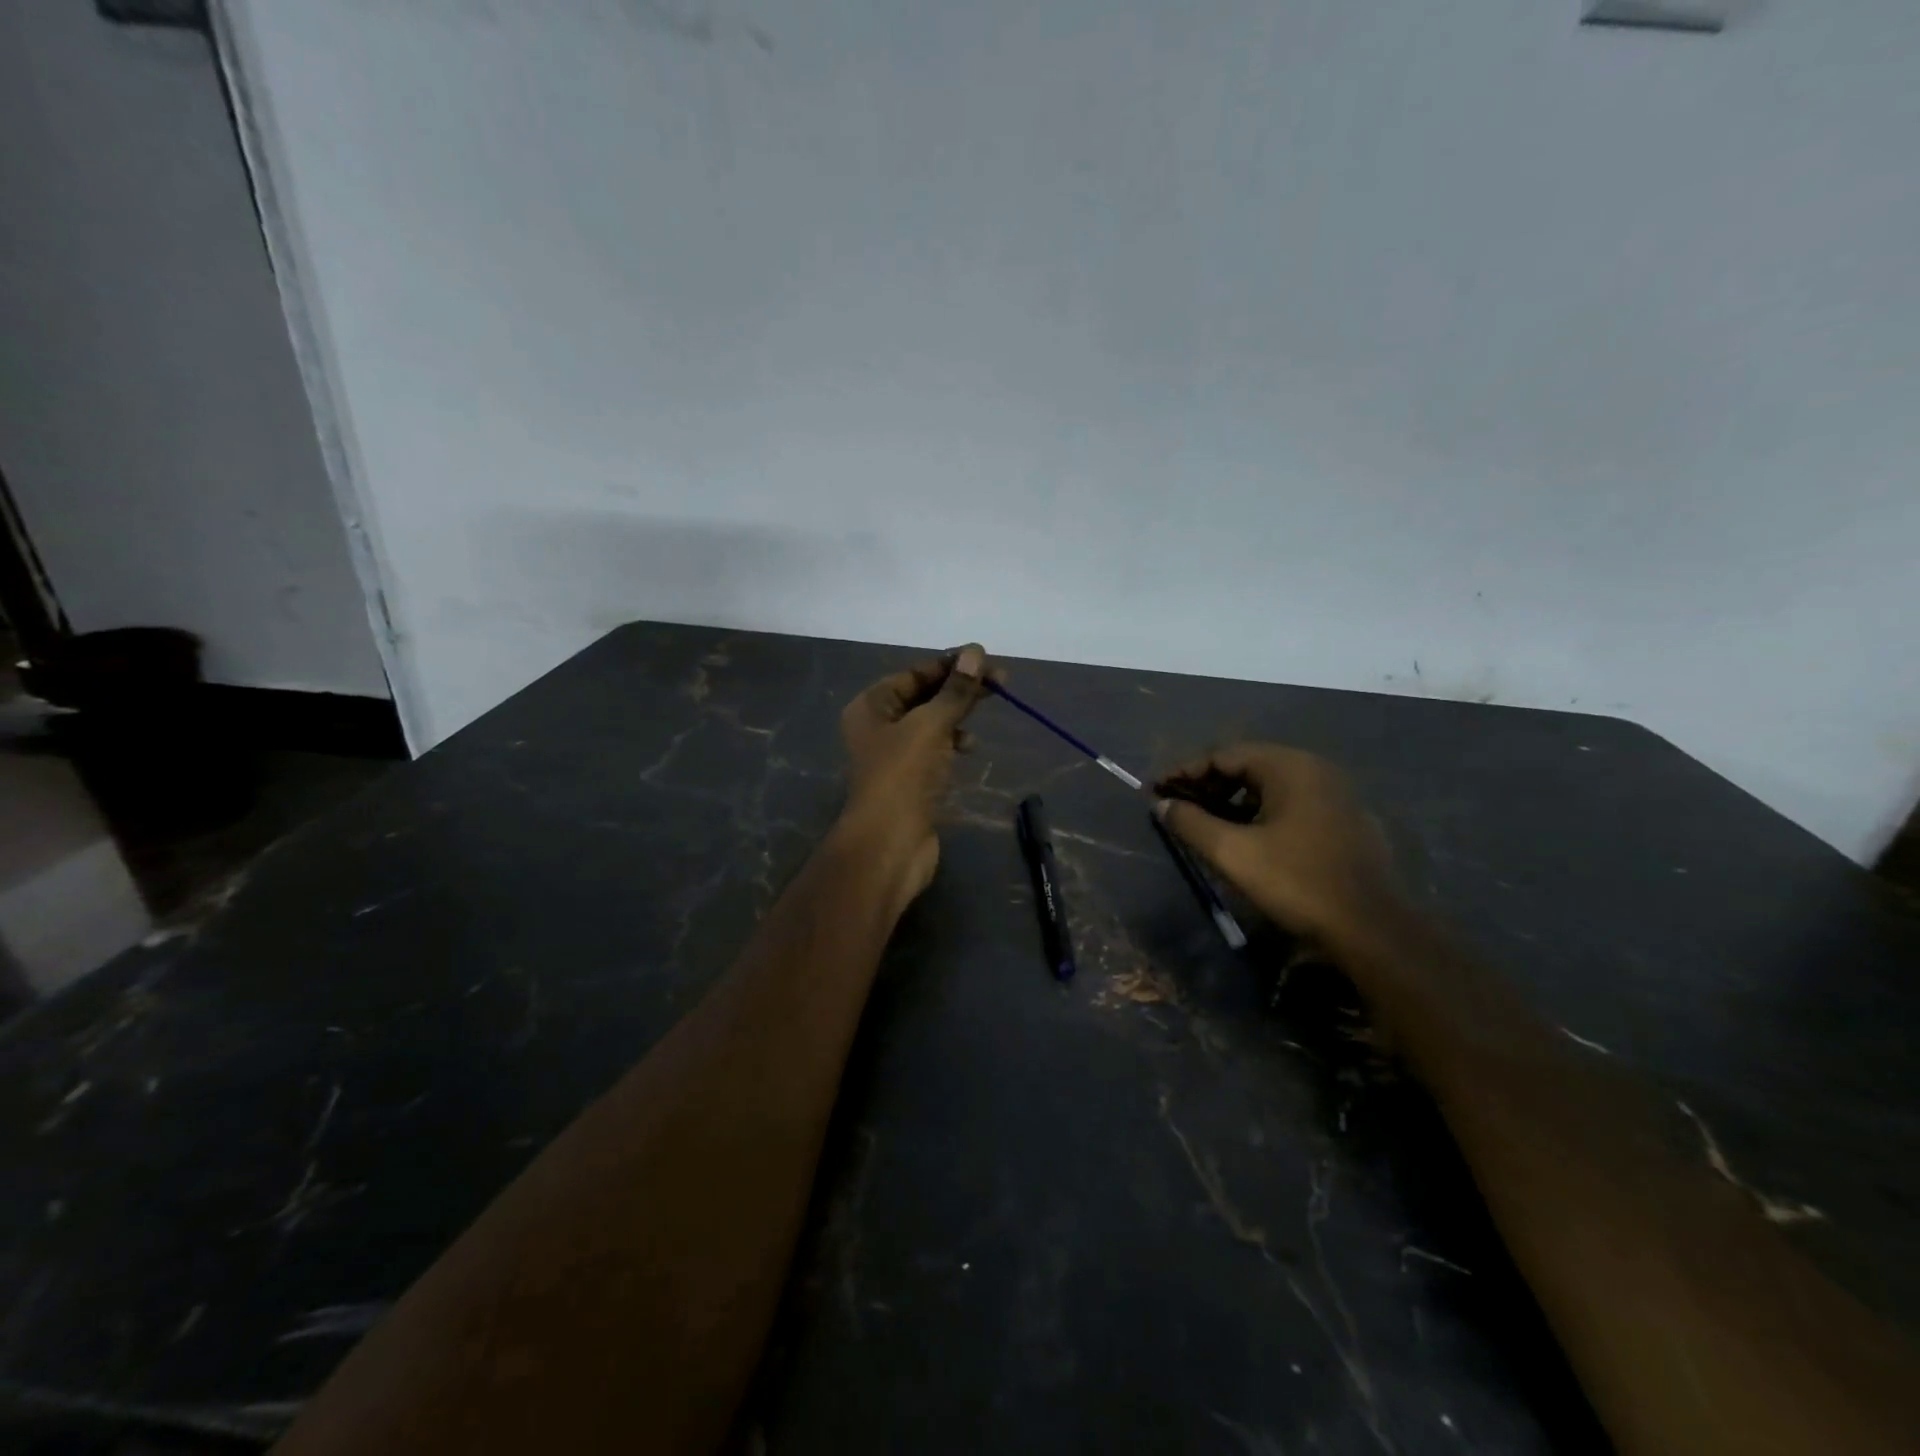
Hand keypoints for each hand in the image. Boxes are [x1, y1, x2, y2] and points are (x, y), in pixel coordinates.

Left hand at [838, 644, 989, 903]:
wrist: (890, 843)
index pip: (915, 674)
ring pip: (931, 723)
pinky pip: (934, 749)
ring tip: (986, 711)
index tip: (986, 659)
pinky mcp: (911, 780)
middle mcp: (878, 725)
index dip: (950, 664)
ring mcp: (894, 755)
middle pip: (924, 696)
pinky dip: (952, 742)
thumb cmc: (904, 775)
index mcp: (872, 705)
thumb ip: (955, 691)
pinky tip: (970, 746)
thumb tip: (975, 652)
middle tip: (1001, 682)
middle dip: (960, 688)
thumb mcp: (931, 725)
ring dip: (958, 714)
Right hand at [1154, 743, 1402, 946]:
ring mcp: (1334, 794)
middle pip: (1247, 766)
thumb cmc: (1296, 882)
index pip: (1224, 755)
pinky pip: (1290, 803)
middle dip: (1207, 785)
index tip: (1157, 790)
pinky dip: (1259, 812)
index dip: (1185, 772)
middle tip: (1178, 807)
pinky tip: (1244, 837)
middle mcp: (1315, 769)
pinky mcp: (1344, 820)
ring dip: (1231, 800)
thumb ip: (1190, 822)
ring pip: (1269, 786)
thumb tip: (1162, 805)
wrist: (1371, 928)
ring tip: (1204, 823)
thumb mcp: (1232, 852)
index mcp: (1289, 766)